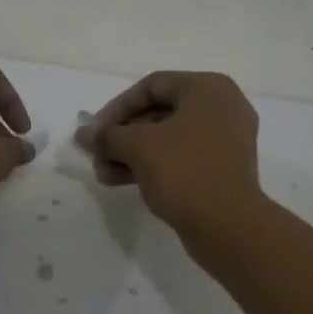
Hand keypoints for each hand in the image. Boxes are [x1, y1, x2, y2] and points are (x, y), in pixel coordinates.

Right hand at [76, 71, 261, 235]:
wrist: (229, 227)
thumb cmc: (184, 171)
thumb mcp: (138, 147)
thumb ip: (108, 136)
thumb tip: (83, 134)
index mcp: (207, 88)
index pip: (152, 86)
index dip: (117, 107)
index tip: (95, 131)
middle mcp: (222, 106)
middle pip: (159, 113)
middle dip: (123, 136)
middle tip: (97, 155)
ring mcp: (226, 138)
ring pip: (169, 137)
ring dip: (133, 153)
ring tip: (104, 174)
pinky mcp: (224, 167)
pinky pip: (183, 156)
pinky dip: (155, 164)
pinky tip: (123, 181)